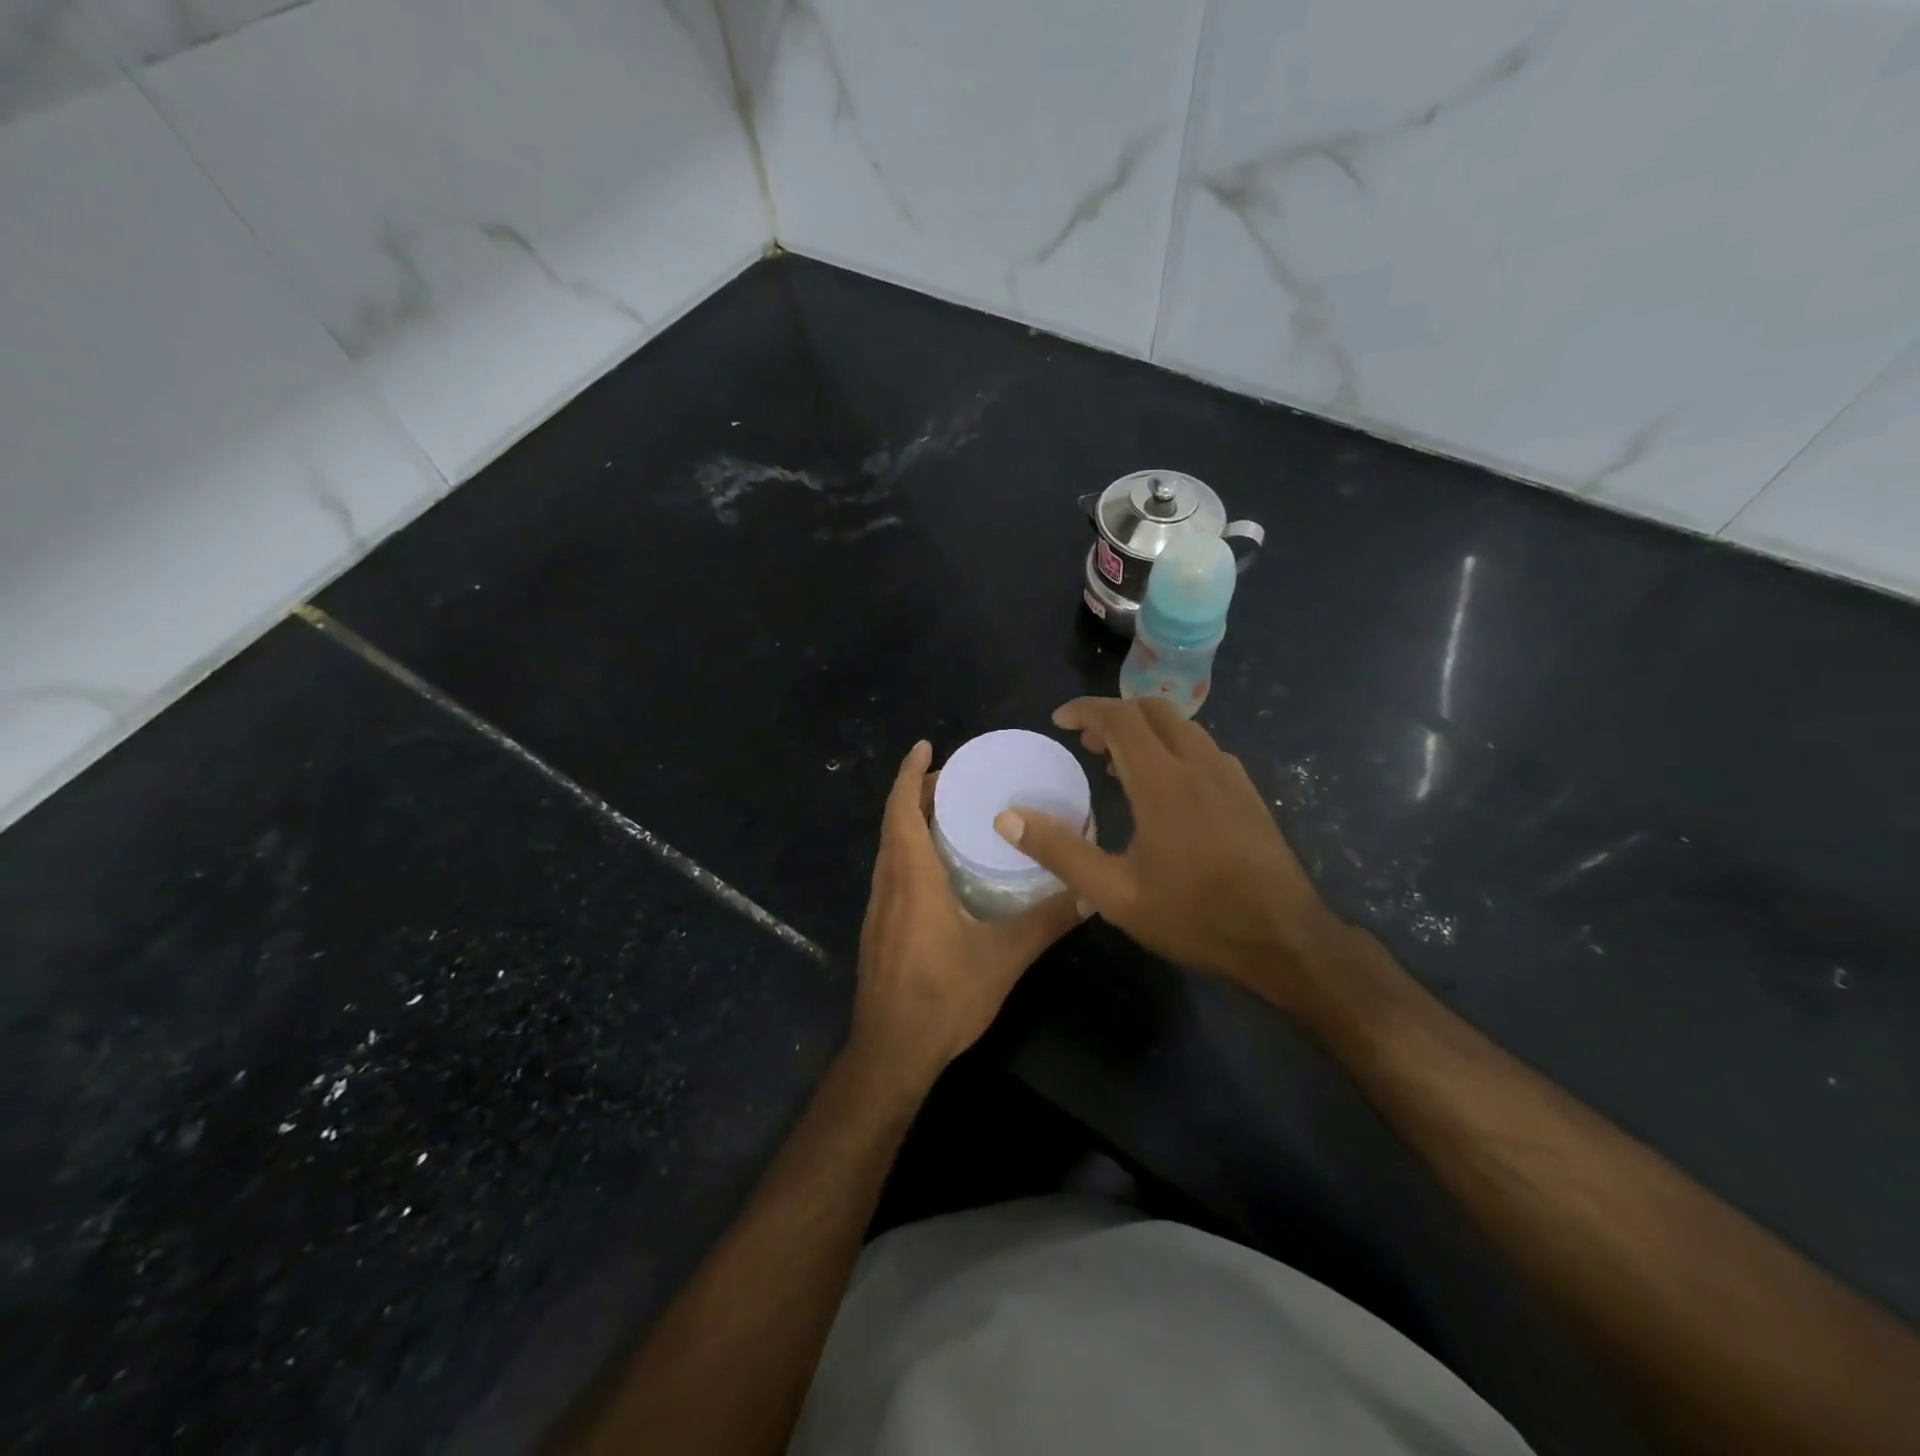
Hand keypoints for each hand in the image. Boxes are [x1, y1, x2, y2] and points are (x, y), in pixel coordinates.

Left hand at [848, 741, 1086, 1092]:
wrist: (890, 1053)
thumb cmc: (942, 998)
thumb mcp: (1003, 958)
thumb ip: (1047, 921)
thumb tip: (1091, 893)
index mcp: (911, 877)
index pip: (901, 809)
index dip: (910, 773)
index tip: (926, 746)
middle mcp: (888, 883)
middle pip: (894, 821)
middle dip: (918, 791)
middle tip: (958, 777)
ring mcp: (878, 907)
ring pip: (890, 846)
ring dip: (912, 819)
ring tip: (952, 811)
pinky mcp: (880, 927)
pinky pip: (892, 870)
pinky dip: (910, 848)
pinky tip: (941, 865)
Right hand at [994, 697, 1348, 1006]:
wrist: (1284, 939)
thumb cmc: (1194, 916)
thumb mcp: (1114, 894)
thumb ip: (1059, 850)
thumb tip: (1007, 817)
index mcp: (1163, 781)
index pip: (1120, 718)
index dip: (1085, 710)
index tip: (1059, 721)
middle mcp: (1199, 764)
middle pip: (1153, 710)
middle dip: (1114, 715)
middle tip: (1085, 744)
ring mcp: (1229, 776)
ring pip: (1182, 727)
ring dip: (1144, 730)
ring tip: (1117, 764)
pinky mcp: (1247, 793)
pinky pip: (1203, 748)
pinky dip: (1172, 747)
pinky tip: (1164, 788)